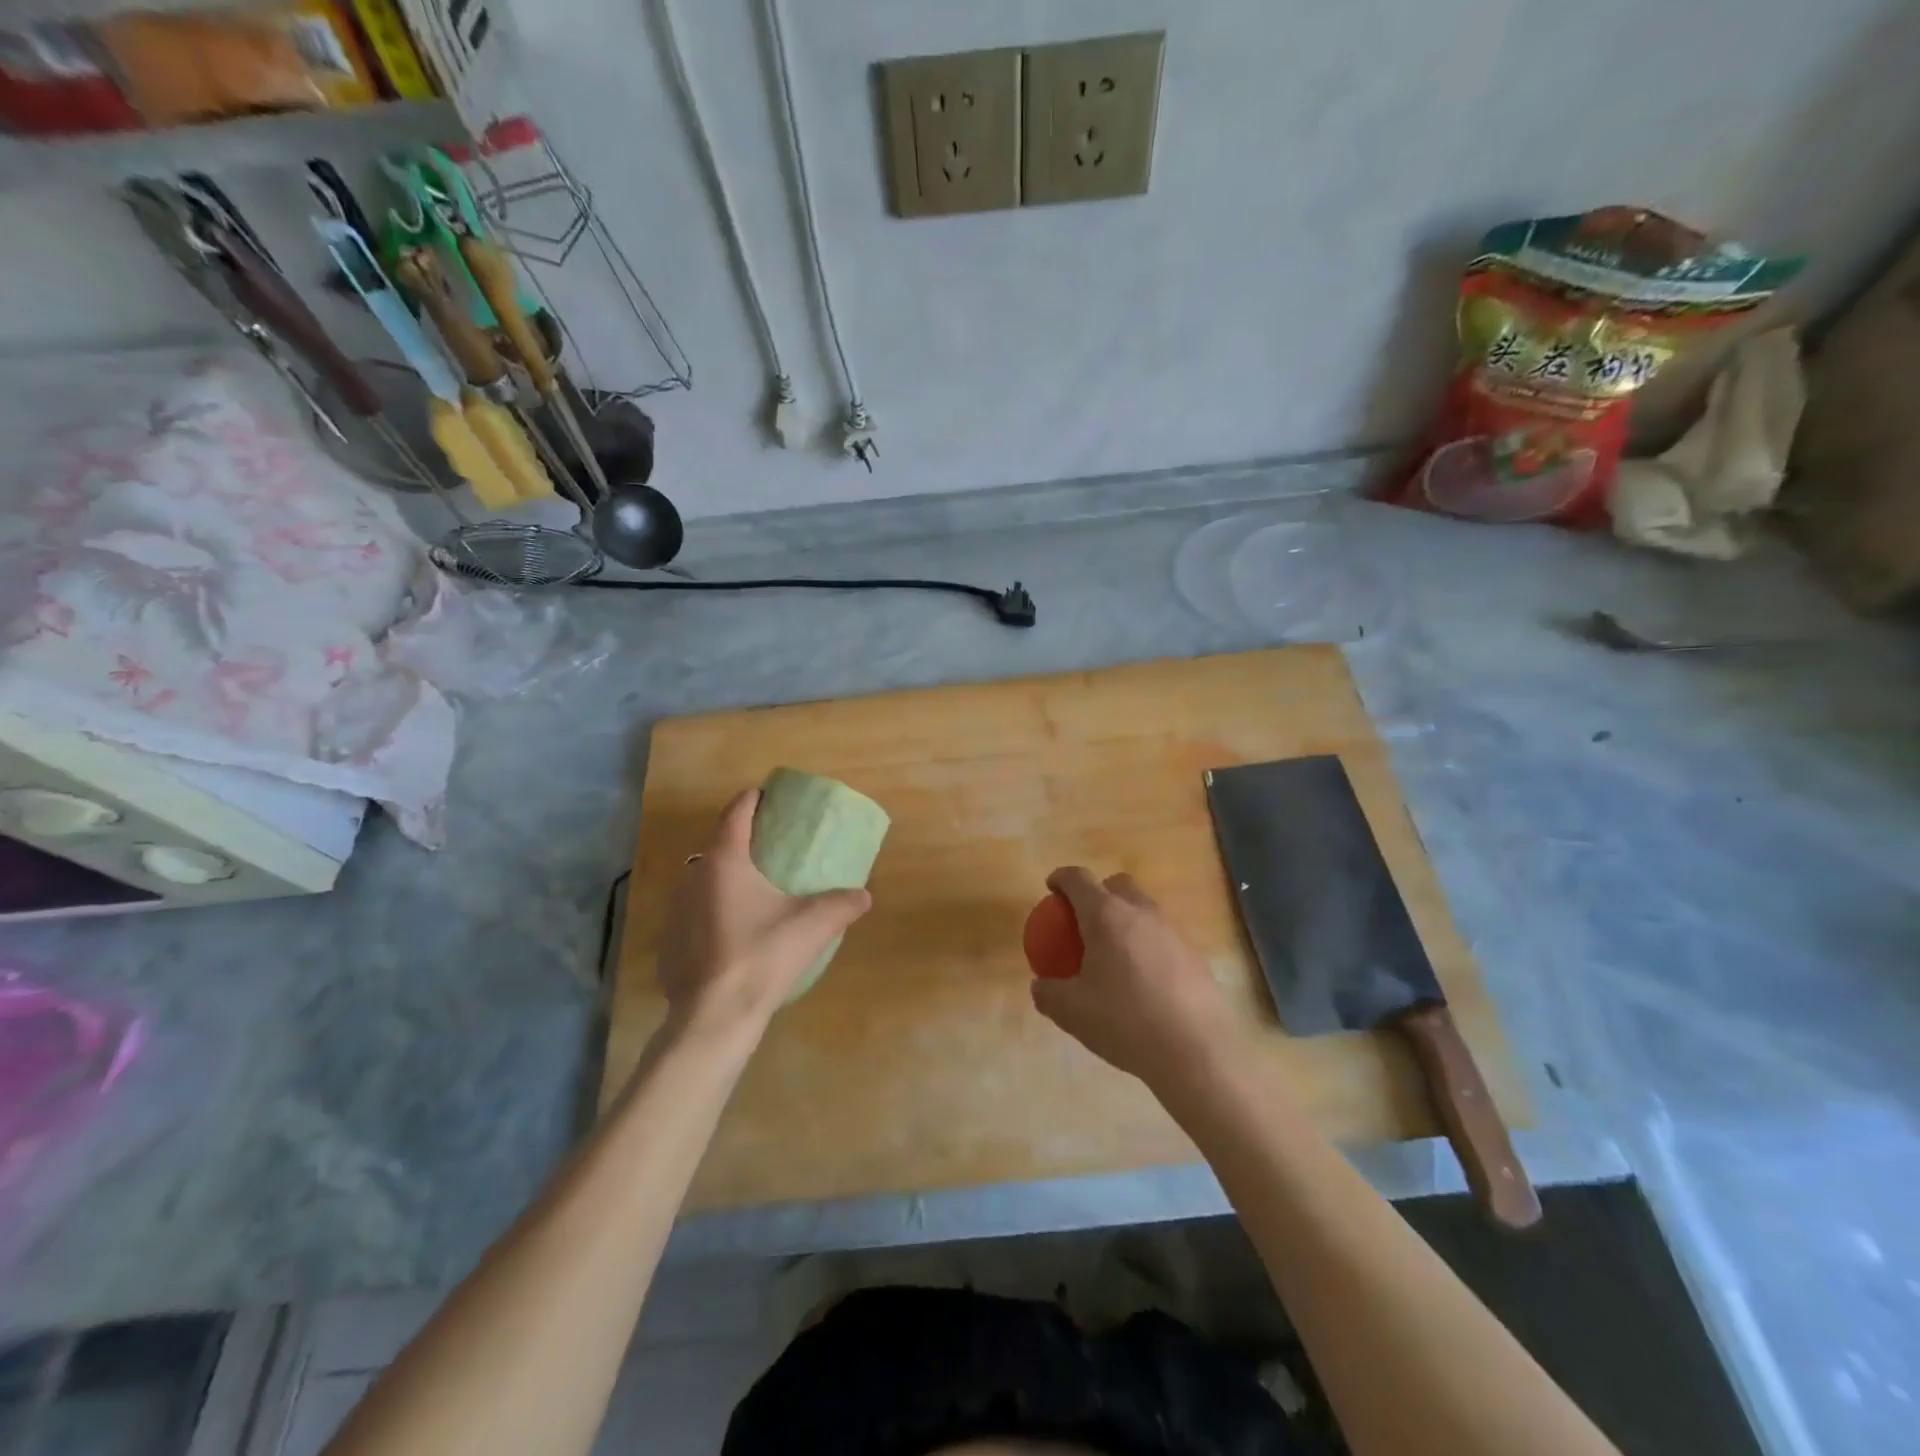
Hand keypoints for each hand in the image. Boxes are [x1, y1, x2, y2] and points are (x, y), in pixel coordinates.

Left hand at [657, 790, 871, 1038]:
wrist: (714, 1018)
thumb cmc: (762, 957)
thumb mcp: (811, 927)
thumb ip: (841, 905)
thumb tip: (864, 895)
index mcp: (725, 863)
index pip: (735, 814)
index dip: (751, 799)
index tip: (765, 794)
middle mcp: (693, 878)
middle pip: (717, 845)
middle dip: (741, 840)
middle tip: (768, 845)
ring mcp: (676, 911)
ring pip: (703, 880)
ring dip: (725, 877)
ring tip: (753, 889)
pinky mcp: (669, 942)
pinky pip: (694, 913)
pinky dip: (713, 910)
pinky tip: (732, 932)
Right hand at [1030, 867, 1234, 1090]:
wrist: (1197, 1052)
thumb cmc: (1125, 1022)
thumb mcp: (1072, 1012)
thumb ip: (1049, 993)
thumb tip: (1041, 986)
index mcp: (1106, 916)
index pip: (1079, 879)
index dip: (1061, 878)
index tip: (1052, 889)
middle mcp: (1141, 913)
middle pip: (1117, 885)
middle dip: (1098, 894)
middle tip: (1084, 922)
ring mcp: (1173, 932)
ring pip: (1144, 910)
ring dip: (1126, 921)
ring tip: (1114, 955)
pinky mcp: (1196, 955)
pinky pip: (1164, 939)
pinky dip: (1148, 947)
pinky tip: (1145, 982)